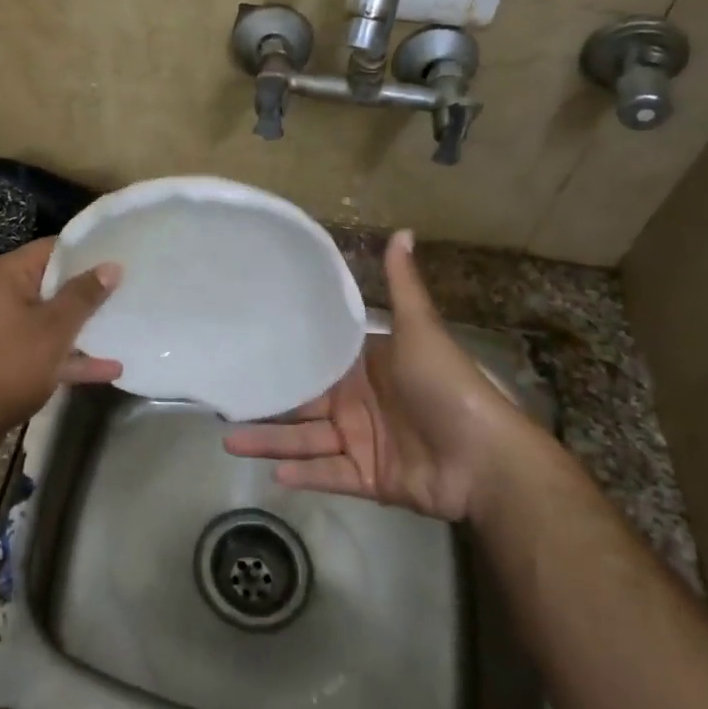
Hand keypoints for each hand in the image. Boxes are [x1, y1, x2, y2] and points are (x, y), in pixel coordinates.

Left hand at [0, 237, 122, 433]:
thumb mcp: (53, 327)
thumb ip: (84, 296)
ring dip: (86, 326)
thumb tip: (111, 266)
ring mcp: (8, 328)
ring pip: (54, 319)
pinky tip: (112, 368)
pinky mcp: (11, 358)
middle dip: (92, 289)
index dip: (89, 250)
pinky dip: (74, 357)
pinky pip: (48, 349)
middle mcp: (5, 294)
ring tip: (128, 324)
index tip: (123, 253)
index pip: (54, 248)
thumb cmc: (9, 363)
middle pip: (56, 283)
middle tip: (133, 286)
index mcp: (9, 274)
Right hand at [224, 230, 532, 521]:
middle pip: (302, 405)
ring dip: (270, 443)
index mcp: (366, 368)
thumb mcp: (421, 329)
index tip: (245, 351)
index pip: (316, 362)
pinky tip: (272, 475)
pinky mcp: (368, 478)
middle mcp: (358, 403)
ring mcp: (362, 442)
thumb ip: (402, 285)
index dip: (285, 359)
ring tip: (229, 442)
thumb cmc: (447, 386)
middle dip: (266, 406)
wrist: (485, 458)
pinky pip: (329, 475)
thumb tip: (402, 230)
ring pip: (306, 442)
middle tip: (222, 405)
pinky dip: (304, 476)